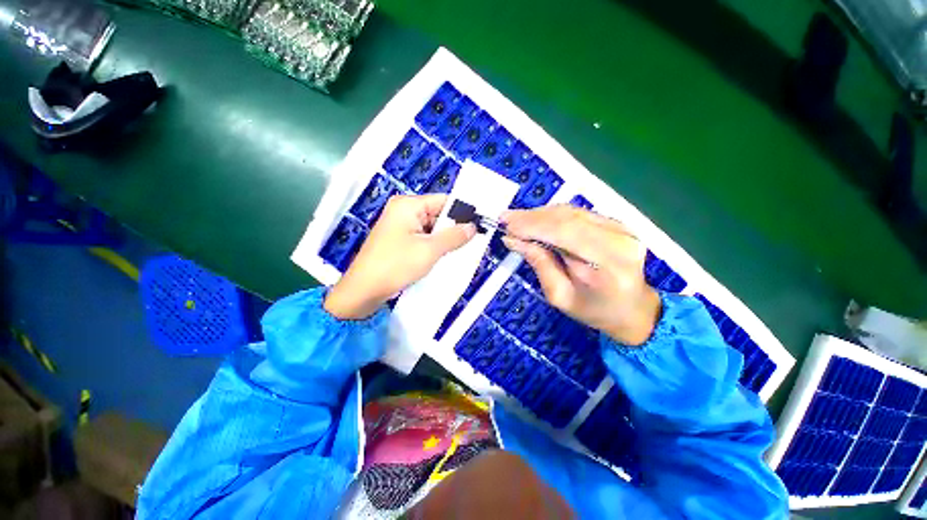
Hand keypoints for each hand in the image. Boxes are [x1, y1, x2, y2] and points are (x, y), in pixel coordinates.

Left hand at [324, 194, 476, 319]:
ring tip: (463, 249)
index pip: (443, 201)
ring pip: (431, 228)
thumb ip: (454, 236)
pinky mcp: (399, 240)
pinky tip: (446, 255)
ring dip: (445, 238)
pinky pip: (423, 237)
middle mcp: (403, 210)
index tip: (480, 223)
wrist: (364, 291)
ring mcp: (400, 226)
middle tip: (474, 240)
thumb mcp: (429, 250)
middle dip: (454, 228)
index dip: (462, 212)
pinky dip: (434, 245)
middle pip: (437, 214)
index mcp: (408, 205)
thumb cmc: (396, 265)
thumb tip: (473, 227)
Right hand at [500, 205, 660, 345]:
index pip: (565, 233)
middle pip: (568, 217)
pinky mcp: (616, 223)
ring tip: (516, 220)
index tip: (507, 226)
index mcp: (609, 263)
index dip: (533, 226)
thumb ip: (539, 264)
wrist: (632, 308)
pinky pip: (578, 213)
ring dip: (540, 214)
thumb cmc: (594, 310)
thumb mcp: (560, 295)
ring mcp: (621, 227)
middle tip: (506, 219)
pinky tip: (535, 220)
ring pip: (571, 211)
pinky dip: (552, 215)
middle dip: (532, 217)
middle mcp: (619, 238)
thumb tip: (513, 240)